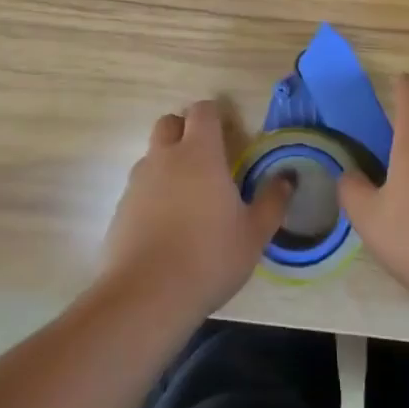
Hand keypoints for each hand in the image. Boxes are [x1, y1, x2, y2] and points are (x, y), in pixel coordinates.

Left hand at [101, 100, 293, 321]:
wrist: (146, 296)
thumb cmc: (209, 258)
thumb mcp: (254, 234)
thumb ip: (272, 201)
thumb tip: (288, 177)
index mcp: (199, 153)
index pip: (202, 111)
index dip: (215, 116)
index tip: (229, 135)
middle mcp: (164, 158)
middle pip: (169, 123)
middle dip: (185, 131)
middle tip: (206, 159)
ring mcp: (138, 182)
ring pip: (152, 155)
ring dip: (168, 163)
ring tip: (187, 198)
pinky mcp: (120, 208)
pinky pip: (139, 187)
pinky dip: (152, 194)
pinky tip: (166, 227)